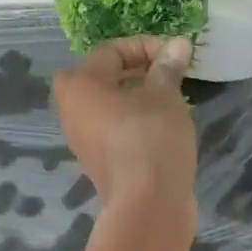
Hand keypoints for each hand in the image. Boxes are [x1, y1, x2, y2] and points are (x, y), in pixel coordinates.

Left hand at [52, 36, 197, 236]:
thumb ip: (168, 68)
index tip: (176, 57)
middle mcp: (72, 111)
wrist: (148, 205)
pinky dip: (134, 122)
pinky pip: (115, 130)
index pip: (112, 51)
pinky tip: (161, 128)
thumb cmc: (151, 139)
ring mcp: (83, 141)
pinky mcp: (99, 163)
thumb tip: (179, 45)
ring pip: (110, 106)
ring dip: (138, 98)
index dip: (146, 47)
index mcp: (80, 86)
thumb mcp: (165, 96)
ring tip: (169, 101)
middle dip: (139, 71)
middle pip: (105, 78)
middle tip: (171, 76)